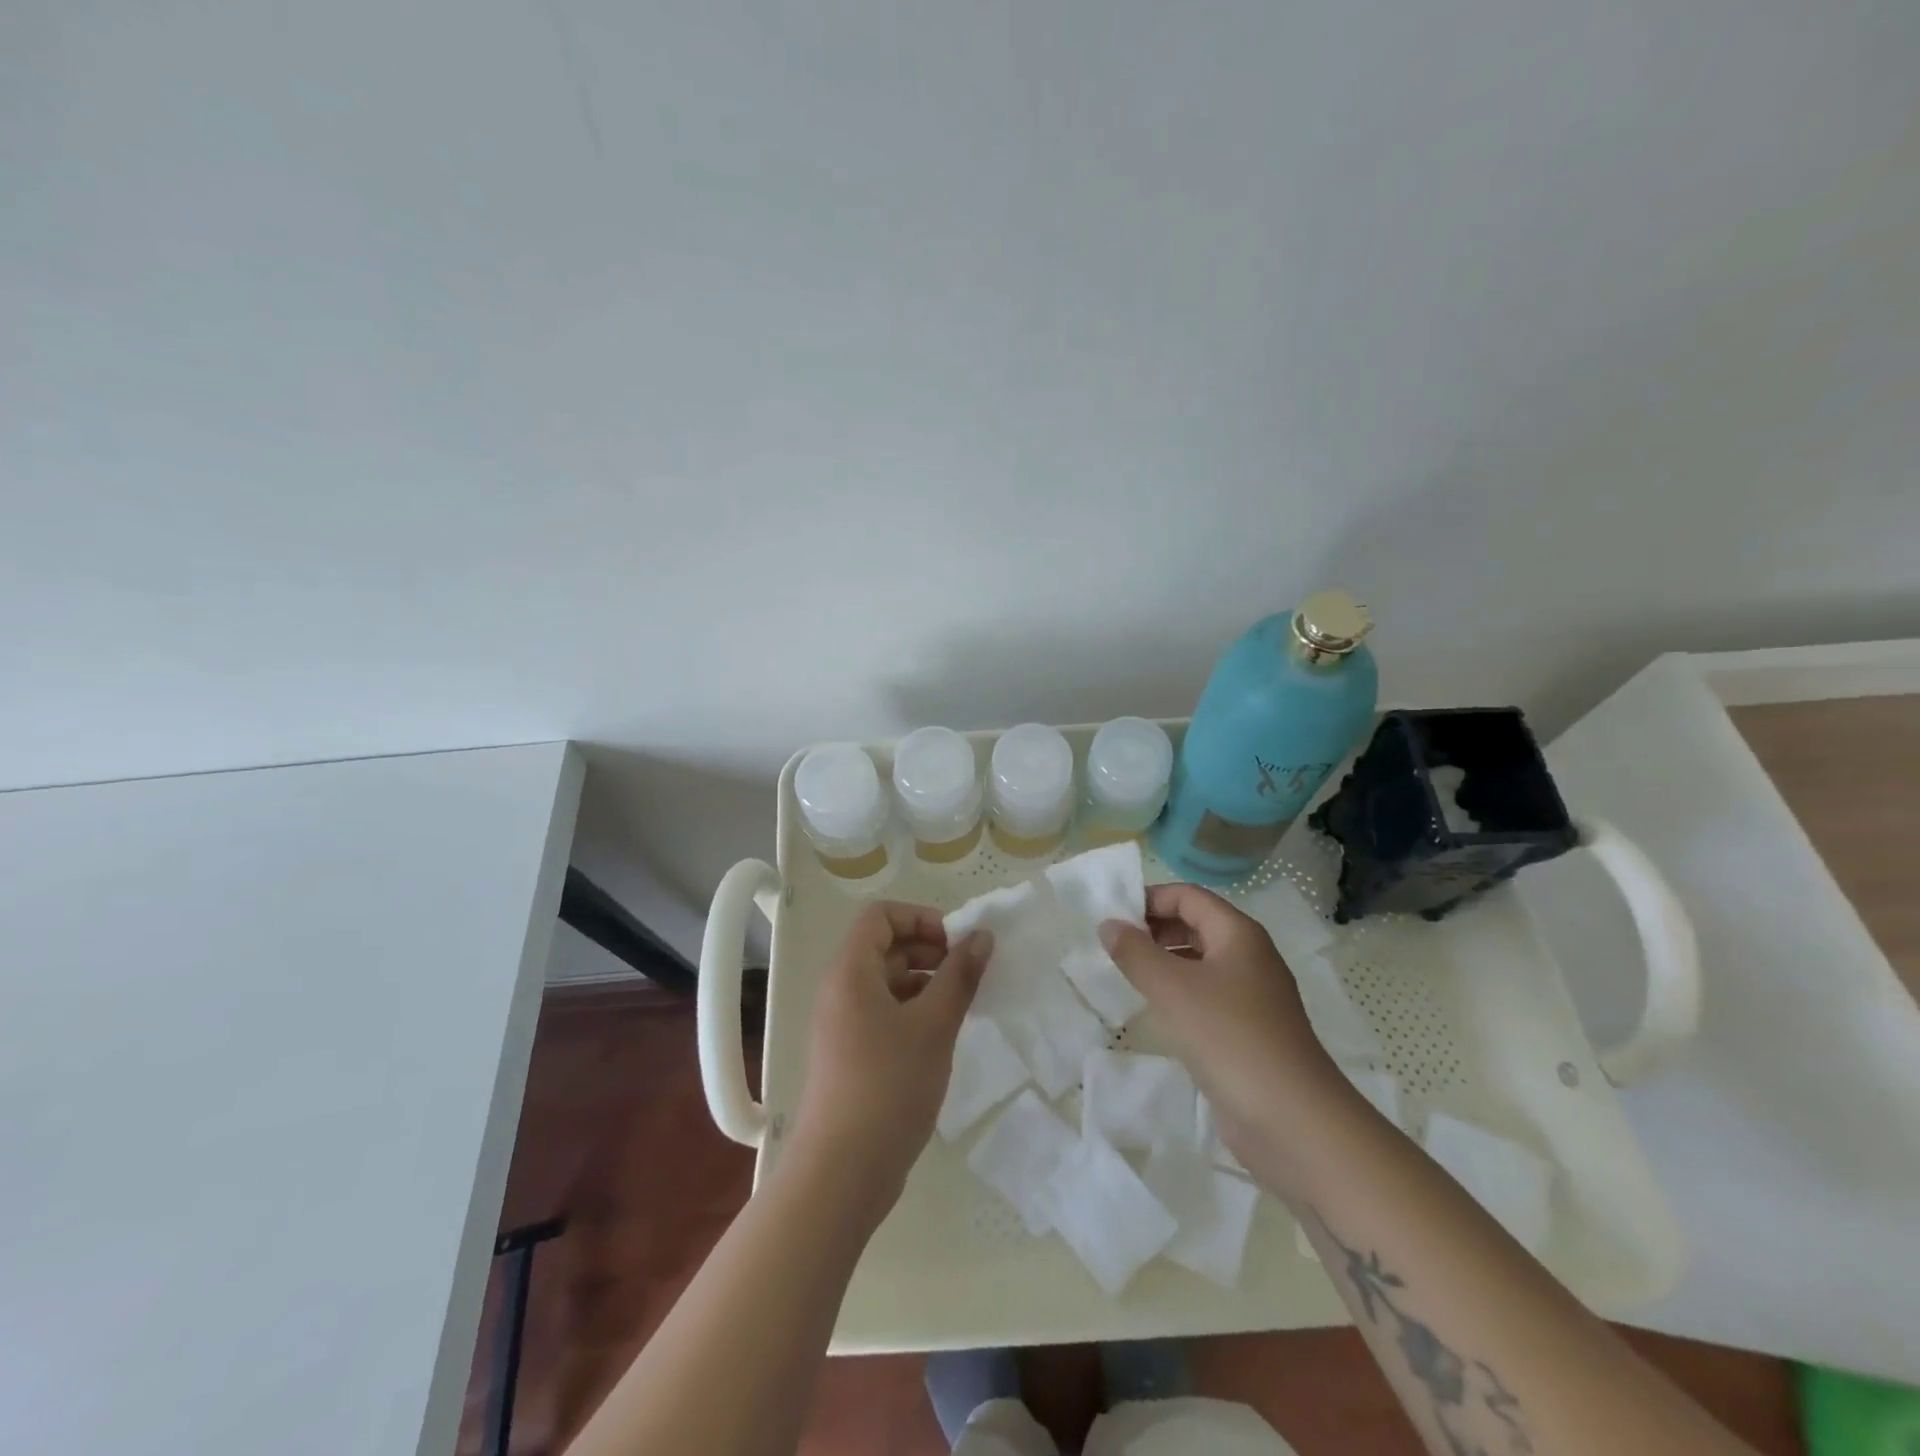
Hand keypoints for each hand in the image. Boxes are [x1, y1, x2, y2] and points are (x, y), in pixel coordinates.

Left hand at [790, 902, 992, 1212]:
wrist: (843, 1172)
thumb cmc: (889, 1085)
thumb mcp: (934, 1025)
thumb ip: (960, 976)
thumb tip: (982, 936)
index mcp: (851, 971)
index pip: (881, 916)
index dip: (921, 918)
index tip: (956, 944)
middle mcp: (841, 990)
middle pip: (885, 946)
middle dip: (929, 950)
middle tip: (967, 974)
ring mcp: (842, 1024)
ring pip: (887, 982)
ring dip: (925, 982)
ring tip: (961, 1005)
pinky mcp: (850, 1054)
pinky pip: (883, 1012)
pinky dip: (913, 1011)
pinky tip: (941, 1036)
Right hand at [1101, 882, 1347, 1194]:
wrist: (1292, 1120)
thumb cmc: (1229, 1037)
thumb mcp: (1172, 988)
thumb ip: (1135, 952)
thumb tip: (1108, 924)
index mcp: (1238, 934)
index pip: (1188, 896)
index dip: (1149, 899)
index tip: (1111, 917)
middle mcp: (1249, 956)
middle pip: (1195, 924)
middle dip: (1154, 929)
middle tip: (1113, 946)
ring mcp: (1252, 995)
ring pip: (1200, 962)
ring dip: (1163, 961)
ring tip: (1126, 975)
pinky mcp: (1249, 1031)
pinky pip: (1206, 995)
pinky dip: (1178, 993)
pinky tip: (1155, 1011)